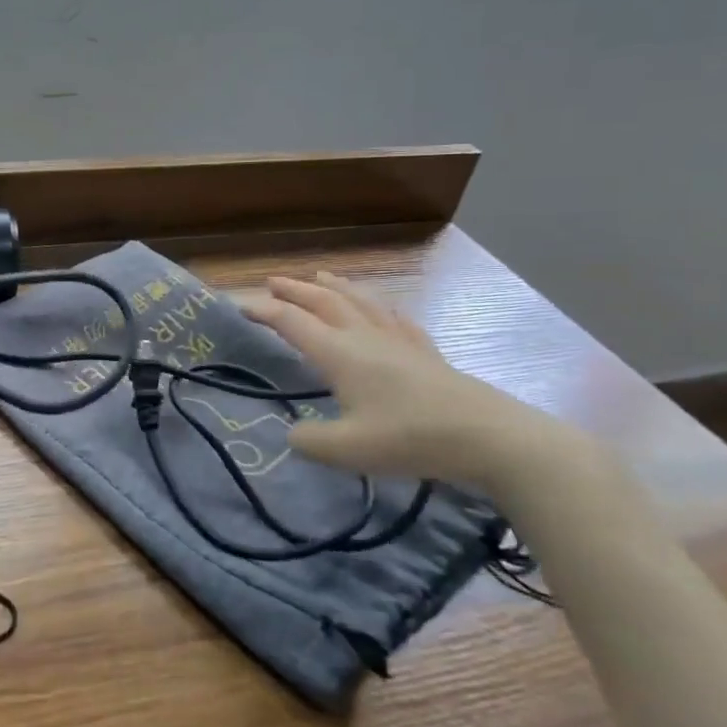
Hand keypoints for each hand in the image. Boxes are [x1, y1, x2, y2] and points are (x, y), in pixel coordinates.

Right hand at [242, 272, 573, 488]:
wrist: (487, 437)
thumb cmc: (410, 438)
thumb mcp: (346, 450)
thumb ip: (309, 441)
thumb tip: (293, 434)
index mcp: (340, 353)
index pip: (292, 323)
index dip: (263, 312)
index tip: (239, 306)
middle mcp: (365, 337)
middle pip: (324, 302)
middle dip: (295, 290)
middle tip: (273, 281)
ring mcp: (399, 342)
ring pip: (361, 302)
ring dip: (335, 287)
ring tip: (320, 277)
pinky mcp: (426, 353)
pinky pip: (397, 319)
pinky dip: (380, 307)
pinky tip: (384, 308)